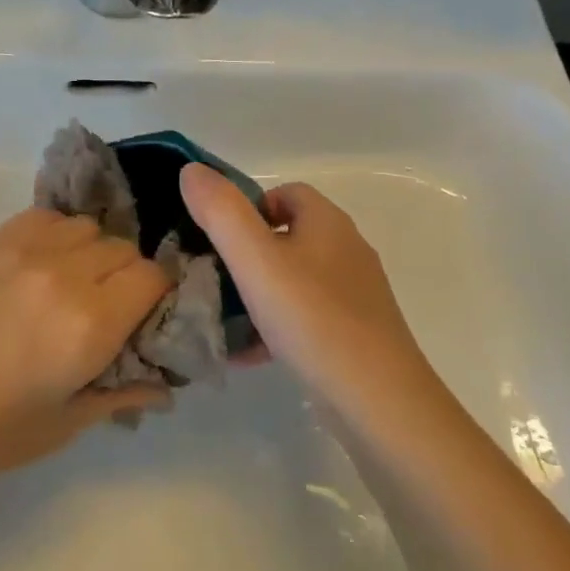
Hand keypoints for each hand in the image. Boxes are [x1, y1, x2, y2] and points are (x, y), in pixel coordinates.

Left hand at [0, 209, 172, 496]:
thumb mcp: (63, 425)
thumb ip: (120, 395)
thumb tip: (165, 388)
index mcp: (89, 325)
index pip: (152, 277)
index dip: (158, 295)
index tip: (145, 317)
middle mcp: (63, 275)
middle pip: (123, 248)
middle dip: (128, 276)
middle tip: (109, 310)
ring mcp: (22, 250)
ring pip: (86, 227)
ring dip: (93, 252)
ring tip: (72, 285)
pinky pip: (44, 217)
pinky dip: (57, 235)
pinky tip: (40, 266)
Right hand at [179, 164, 434, 409]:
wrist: (378, 400)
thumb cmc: (312, 318)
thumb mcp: (254, 260)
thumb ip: (220, 211)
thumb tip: (191, 170)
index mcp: (327, 223)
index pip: (286, 193)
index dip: (248, 207)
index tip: (218, 239)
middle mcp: (347, 250)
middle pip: (289, 236)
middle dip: (248, 254)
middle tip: (215, 279)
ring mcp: (356, 294)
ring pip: (295, 279)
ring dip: (260, 293)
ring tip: (226, 319)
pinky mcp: (358, 332)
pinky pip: (307, 317)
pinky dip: (278, 327)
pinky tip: (251, 354)